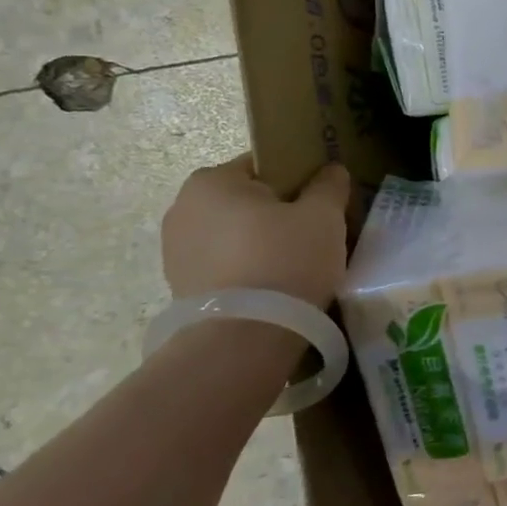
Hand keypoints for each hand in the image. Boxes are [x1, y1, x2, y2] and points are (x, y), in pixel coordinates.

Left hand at [161, 155, 351, 306]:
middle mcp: (183, 208)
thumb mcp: (323, 216)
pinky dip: (247, 269)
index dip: (300, 180)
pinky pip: (225, 265)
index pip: (265, 165)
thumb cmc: (284, 261)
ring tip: (297, 266)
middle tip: (316, 235)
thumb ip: (329, 185)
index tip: (322, 203)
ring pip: (236, 235)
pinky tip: (274, 288)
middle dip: (279, 213)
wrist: (243, 340)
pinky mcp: (179, 287)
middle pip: (248, 201)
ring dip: (262, 243)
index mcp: (212, 180)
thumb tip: (331, 170)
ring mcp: (175, 251)